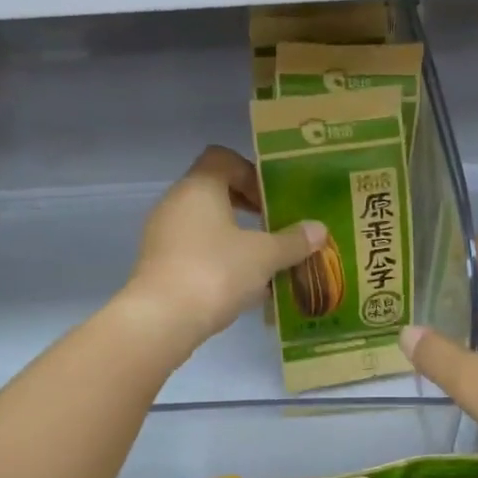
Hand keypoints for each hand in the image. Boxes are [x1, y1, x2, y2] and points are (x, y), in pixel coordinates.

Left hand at [125, 146, 326, 351]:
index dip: (251, 173)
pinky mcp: (159, 264)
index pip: (223, 158)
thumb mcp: (264, 256)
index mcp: (199, 187)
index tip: (271, 199)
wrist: (162, 319)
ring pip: (205, 224)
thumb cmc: (216, 272)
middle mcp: (176, 203)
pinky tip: (241, 286)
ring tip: (263, 261)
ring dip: (234, 237)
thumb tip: (319, 229)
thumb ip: (293, 241)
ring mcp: (163, 234)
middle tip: (273, 227)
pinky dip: (218, 259)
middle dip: (247, 207)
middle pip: (214, 191)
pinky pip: (194, 250)